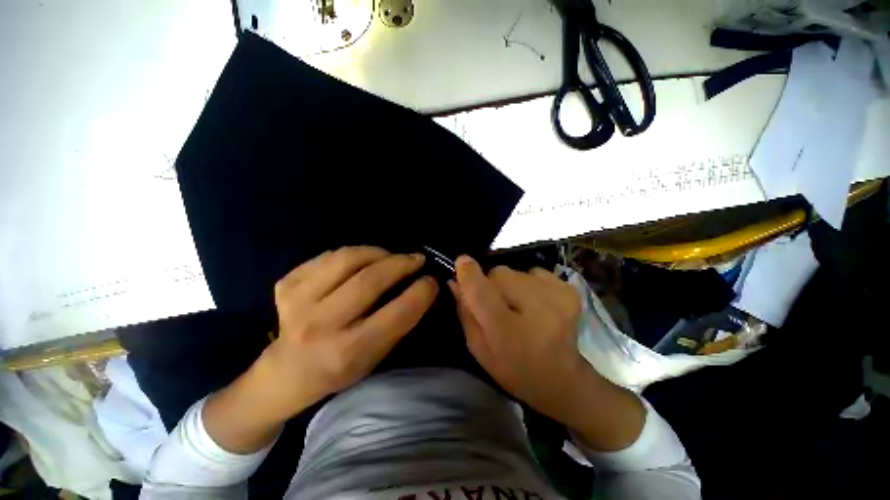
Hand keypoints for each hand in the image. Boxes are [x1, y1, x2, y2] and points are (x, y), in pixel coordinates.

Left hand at [263, 246, 438, 416]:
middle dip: (401, 264)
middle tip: (416, 259)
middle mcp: (320, 326)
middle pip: (369, 280)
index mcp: (348, 352)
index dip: (420, 293)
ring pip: (347, 259)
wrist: (286, 372)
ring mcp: (296, 302)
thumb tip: (421, 286)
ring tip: (391, 256)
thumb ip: (399, 323)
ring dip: (378, 252)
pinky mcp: (285, 284)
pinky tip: (362, 261)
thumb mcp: (375, 357)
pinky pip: (329, 256)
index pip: (395, 315)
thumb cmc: (339, 369)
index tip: (431, 280)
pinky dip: (353, 254)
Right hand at [450, 256, 643, 450]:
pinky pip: (535, 272)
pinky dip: (529, 283)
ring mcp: (558, 297)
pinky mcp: (569, 290)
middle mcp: (536, 310)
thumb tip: (454, 280)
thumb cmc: (513, 369)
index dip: (468, 273)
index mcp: (508, 332)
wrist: (563, 380)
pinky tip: (535, 303)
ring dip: (511, 284)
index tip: (461, 262)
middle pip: (499, 273)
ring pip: (516, 271)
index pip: (482, 291)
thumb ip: (465, 312)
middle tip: (497, 303)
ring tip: (518, 306)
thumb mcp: (479, 348)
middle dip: (491, 283)